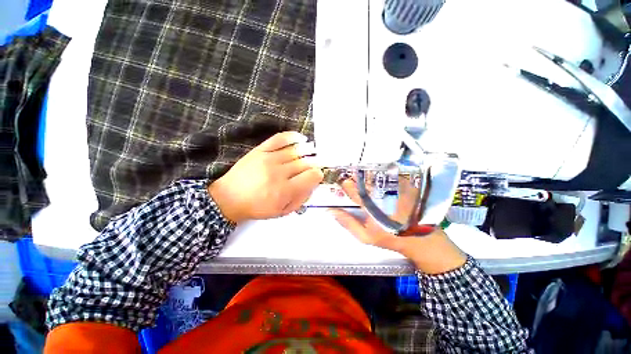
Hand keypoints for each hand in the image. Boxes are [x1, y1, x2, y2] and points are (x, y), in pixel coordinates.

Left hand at [208, 132, 323, 223]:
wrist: (229, 198)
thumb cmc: (257, 207)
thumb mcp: (282, 212)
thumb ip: (300, 200)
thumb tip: (312, 185)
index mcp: (285, 190)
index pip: (311, 176)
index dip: (318, 175)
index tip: (316, 176)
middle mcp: (279, 173)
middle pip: (305, 163)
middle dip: (314, 163)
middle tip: (316, 165)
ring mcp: (269, 159)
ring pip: (296, 151)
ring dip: (308, 150)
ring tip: (312, 151)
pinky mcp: (260, 150)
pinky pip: (279, 139)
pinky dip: (292, 136)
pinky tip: (300, 138)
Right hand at [331, 178, 466, 273]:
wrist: (419, 237)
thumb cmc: (389, 237)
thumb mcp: (364, 236)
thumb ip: (347, 223)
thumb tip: (332, 211)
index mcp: (370, 205)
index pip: (353, 190)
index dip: (345, 184)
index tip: (341, 181)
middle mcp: (381, 193)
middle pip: (364, 180)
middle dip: (355, 176)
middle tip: (351, 175)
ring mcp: (394, 187)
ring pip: (375, 176)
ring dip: (367, 174)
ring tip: (362, 174)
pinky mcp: (404, 185)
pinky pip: (388, 175)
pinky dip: (380, 174)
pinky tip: (377, 177)